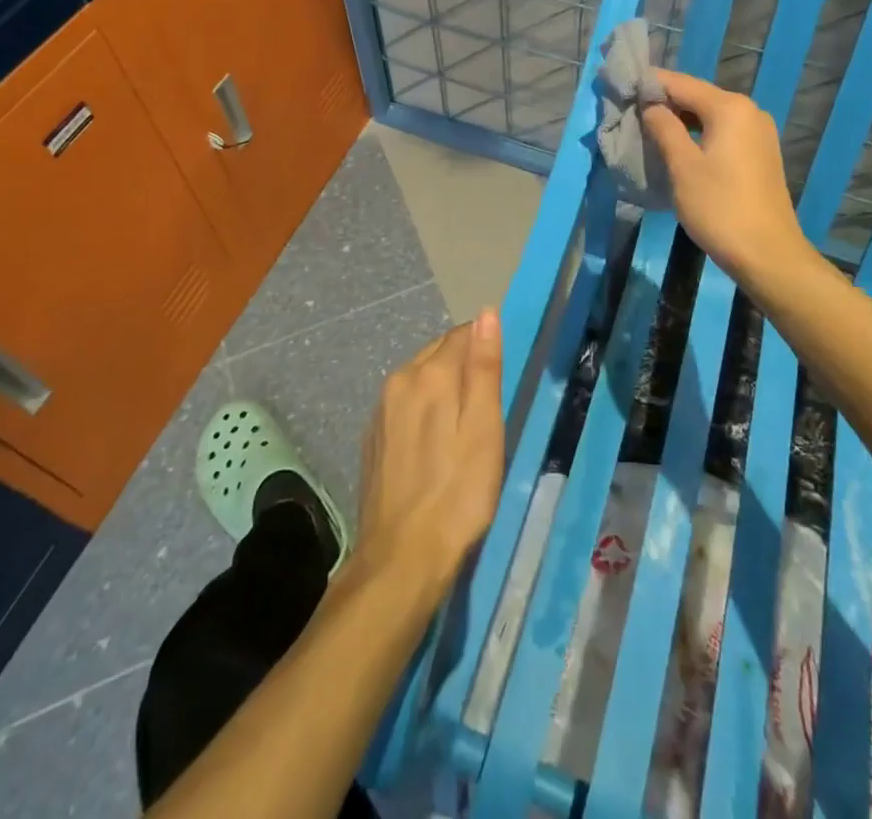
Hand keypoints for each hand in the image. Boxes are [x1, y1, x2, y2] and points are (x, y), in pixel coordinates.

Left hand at [354, 309, 504, 597]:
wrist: (401, 559)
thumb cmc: (458, 493)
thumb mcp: (484, 429)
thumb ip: (484, 367)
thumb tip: (487, 313)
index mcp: (429, 374)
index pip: (462, 335)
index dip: (484, 348)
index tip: (499, 378)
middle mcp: (399, 381)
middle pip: (438, 353)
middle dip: (462, 366)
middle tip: (486, 407)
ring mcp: (380, 410)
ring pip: (419, 378)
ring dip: (442, 388)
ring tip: (462, 426)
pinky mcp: (372, 437)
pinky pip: (403, 404)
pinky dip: (422, 410)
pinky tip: (433, 445)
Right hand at [641, 69, 809, 287]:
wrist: (768, 254)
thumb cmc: (719, 207)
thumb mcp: (682, 166)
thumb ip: (663, 127)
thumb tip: (650, 105)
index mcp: (729, 107)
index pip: (680, 83)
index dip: (648, 84)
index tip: (620, 88)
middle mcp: (748, 110)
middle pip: (697, 95)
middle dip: (663, 102)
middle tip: (629, 111)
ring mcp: (758, 131)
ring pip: (709, 114)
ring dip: (679, 119)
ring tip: (647, 129)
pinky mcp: (760, 152)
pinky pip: (722, 130)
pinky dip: (698, 133)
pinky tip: (678, 146)